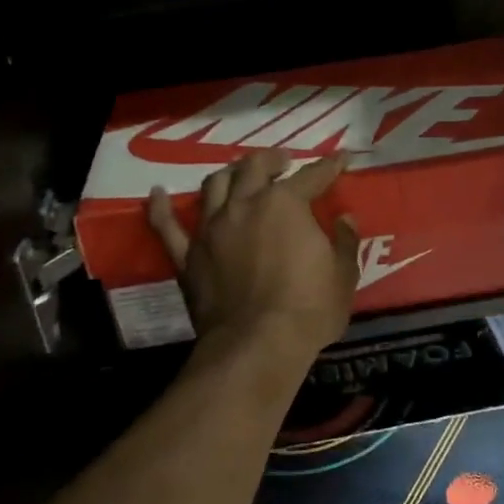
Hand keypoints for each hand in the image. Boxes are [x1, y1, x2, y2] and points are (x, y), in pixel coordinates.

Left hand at [147, 150, 359, 356]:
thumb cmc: (308, 309)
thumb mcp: (343, 276)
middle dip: (272, 160)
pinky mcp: (187, 255)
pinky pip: (166, 226)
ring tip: (238, 173)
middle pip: (254, 168)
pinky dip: (161, 207)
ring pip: (215, 185)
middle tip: (283, 162)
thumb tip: (344, 219)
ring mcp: (211, 228)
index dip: (329, 166)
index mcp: (285, 205)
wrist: (257, 344)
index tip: (341, 159)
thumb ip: (345, 242)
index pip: (311, 176)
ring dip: (229, 173)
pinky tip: (158, 194)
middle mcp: (244, 205)